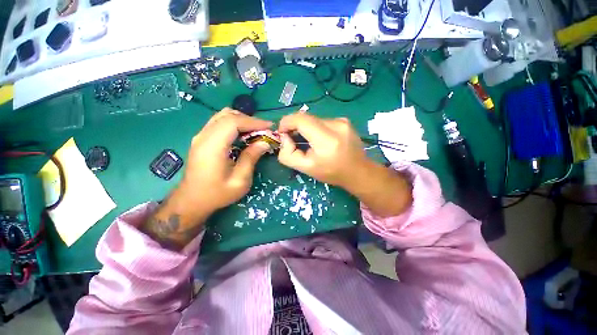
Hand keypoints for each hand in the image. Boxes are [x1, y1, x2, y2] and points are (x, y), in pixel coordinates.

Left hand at [140, 108, 271, 249]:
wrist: (192, 200)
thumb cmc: (217, 194)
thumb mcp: (240, 180)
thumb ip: (251, 158)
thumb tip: (264, 143)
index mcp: (213, 147)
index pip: (233, 122)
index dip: (253, 121)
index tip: (269, 127)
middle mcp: (204, 136)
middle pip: (228, 115)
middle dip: (249, 120)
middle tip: (264, 130)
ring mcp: (200, 136)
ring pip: (222, 116)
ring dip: (241, 120)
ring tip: (255, 132)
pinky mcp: (201, 139)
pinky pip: (219, 123)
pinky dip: (234, 124)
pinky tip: (243, 135)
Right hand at [277, 113, 368, 188]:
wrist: (358, 171)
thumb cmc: (332, 172)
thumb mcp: (306, 168)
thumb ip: (288, 155)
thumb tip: (284, 138)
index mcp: (326, 139)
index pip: (301, 119)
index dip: (287, 122)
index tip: (282, 133)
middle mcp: (336, 125)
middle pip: (306, 118)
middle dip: (295, 126)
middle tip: (293, 140)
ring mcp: (342, 121)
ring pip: (314, 119)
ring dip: (307, 128)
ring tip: (309, 142)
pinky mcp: (345, 120)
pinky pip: (323, 121)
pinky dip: (316, 128)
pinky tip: (321, 140)